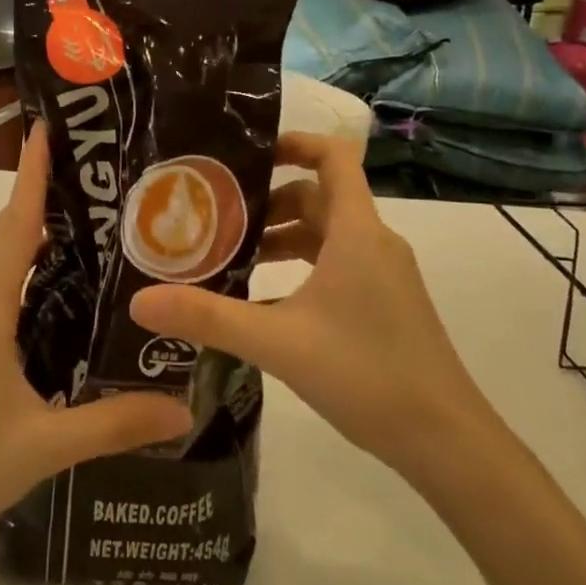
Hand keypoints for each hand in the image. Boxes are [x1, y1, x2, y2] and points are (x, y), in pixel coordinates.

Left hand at [0, 124, 190, 563]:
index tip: (48, 127)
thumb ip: (115, 423)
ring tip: (88, 223)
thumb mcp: (44, 446)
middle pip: (4, 231)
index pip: (13, 223)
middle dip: (40, 193)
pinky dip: (21, 264)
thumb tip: (185, 410)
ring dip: (29, 229)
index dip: (31, 173)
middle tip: (97, 176)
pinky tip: (58, 287)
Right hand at [130, 132, 490, 483]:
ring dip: (281, 237)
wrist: (447, 442)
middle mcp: (373, 242)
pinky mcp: (385, 303)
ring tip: (231, 257)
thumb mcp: (278, 342)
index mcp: (356, 232)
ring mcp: (384, 275)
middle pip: (318, 196)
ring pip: (326, 234)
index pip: (333, 155)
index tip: (245, 155)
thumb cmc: (367, 374)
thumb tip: (139, 300)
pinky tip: (264, 301)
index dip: (293, 142)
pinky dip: (299, 267)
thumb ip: (208, 317)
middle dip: (267, 201)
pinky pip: (336, 264)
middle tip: (216, 215)